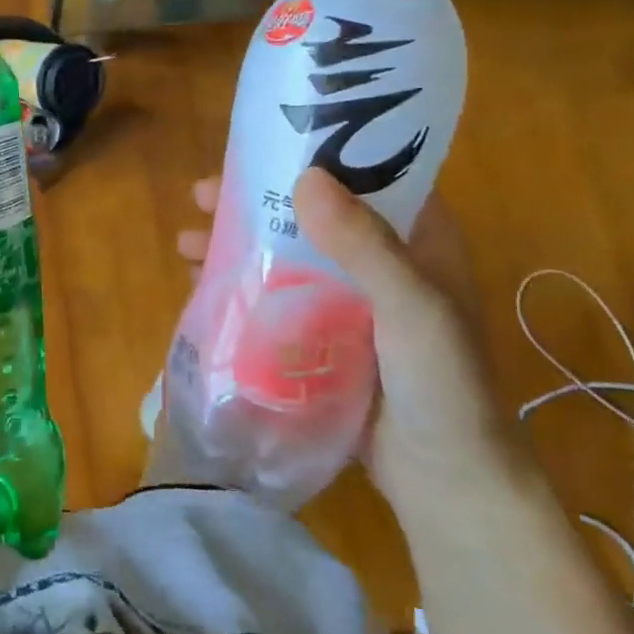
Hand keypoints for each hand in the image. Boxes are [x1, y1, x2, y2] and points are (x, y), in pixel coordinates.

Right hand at [176, 170, 515, 502]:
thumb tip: (305, 178)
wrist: (447, 485)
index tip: (257, 148)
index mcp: (416, 239)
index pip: (362, 176)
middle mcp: (380, 260)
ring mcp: (347, 300)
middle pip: (307, 213)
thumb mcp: (413, 309)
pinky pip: (273, 295)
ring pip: (283, 253)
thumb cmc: (444, 387)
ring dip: (235, 242)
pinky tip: (200, 283)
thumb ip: (365, 246)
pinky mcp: (321, 335)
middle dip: (252, 201)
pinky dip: (238, 283)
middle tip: (201, 196)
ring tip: (186, 242)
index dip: (310, 155)